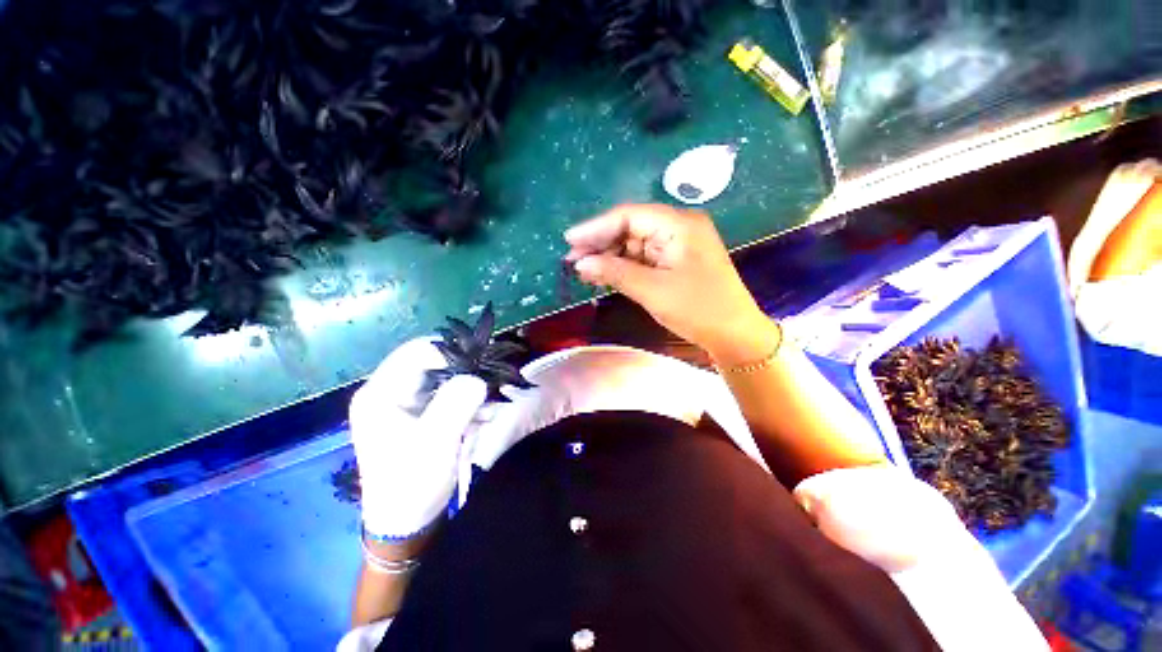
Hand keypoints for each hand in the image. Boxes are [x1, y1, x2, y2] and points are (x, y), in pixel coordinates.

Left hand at [349, 337, 487, 539]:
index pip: (417, 351)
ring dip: (471, 391)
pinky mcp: (420, 413)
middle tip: (488, 391)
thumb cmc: (412, 484)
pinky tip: (481, 419)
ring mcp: (405, 402)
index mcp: (380, 394)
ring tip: (487, 413)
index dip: (452, 354)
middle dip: (465, 374)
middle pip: (434, 362)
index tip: (480, 369)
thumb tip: (476, 377)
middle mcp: (390, 391)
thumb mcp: (434, 444)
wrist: (406, 521)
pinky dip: (469, 402)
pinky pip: (450, 394)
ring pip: (447, 377)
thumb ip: (454, 405)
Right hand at [564, 204, 777, 365]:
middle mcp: (678, 227)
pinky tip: (603, 274)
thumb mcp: (653, 290)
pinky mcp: (674, 261)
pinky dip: (623, 267)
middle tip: (572, 259)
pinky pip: (642, 258)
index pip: (629, 216)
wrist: (734, 334)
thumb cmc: (698, 309)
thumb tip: (581, 263)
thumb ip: (616, 272)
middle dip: (600, 243)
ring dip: (609, 257)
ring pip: (634, 244)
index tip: (569, 240)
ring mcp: (677, 245)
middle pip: (630, 228)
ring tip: (583, 270)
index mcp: (678, 225)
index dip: (596, 227)